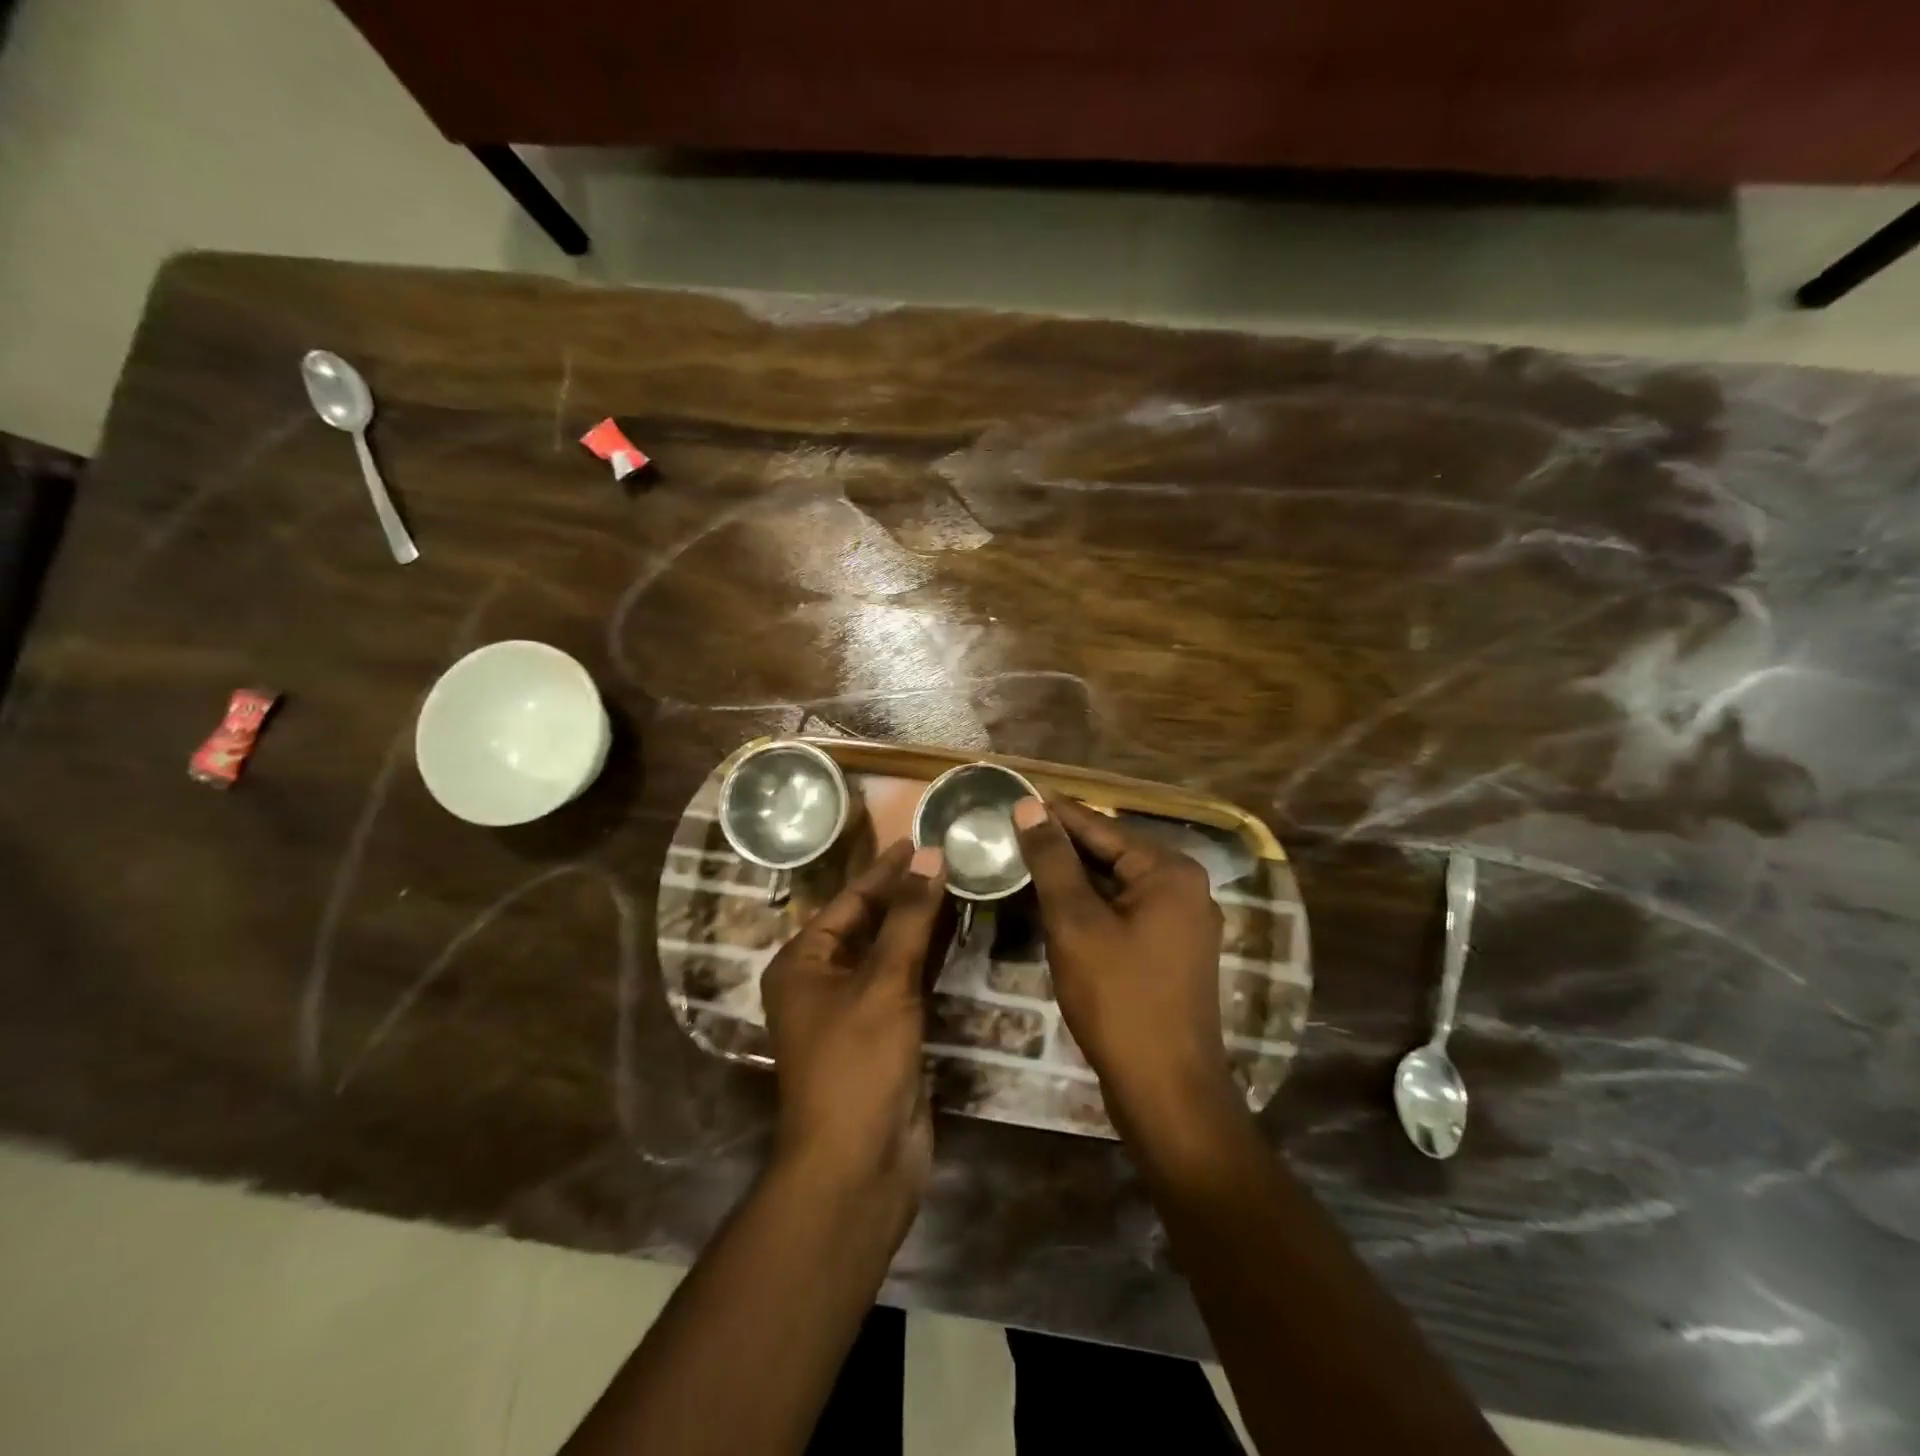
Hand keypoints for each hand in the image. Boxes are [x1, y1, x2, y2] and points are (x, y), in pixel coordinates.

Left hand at [760, 839, 945, 1215]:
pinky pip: (906, 982)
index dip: (885, 869)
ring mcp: (854, 1010)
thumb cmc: (857, 1063)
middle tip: (947, 857)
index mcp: (803, 963)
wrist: (859, 1165)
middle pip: (868, 923)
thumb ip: (908, 918)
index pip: (849, 900)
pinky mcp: (884, 1033)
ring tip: (959, 884)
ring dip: (922, 923)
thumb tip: (930, 856)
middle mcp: (822, 981)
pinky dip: (929, 958)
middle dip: (905, 894)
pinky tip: (959, 934)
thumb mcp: (883, 982)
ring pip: (891, 952)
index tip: (919, 838)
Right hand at [1013, 797, 1229, 1114]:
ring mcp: (1181, 922)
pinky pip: (1123, 912)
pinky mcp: (1170, 952)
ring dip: (1072, 876)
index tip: (1014, 794)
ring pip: (1115, 885)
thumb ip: (1053, 861)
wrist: (1166, 1090)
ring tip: (1022, 860)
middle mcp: (1184, 887)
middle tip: (1009, 828)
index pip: (1101, 827)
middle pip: (1111, 853)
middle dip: (1061, 845)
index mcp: (1169, 870)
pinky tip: (1053, 904)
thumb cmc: (1119, 998)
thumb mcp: (1076, 922)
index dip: (1054, 812)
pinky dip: (1089, 906)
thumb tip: (1030, 806)